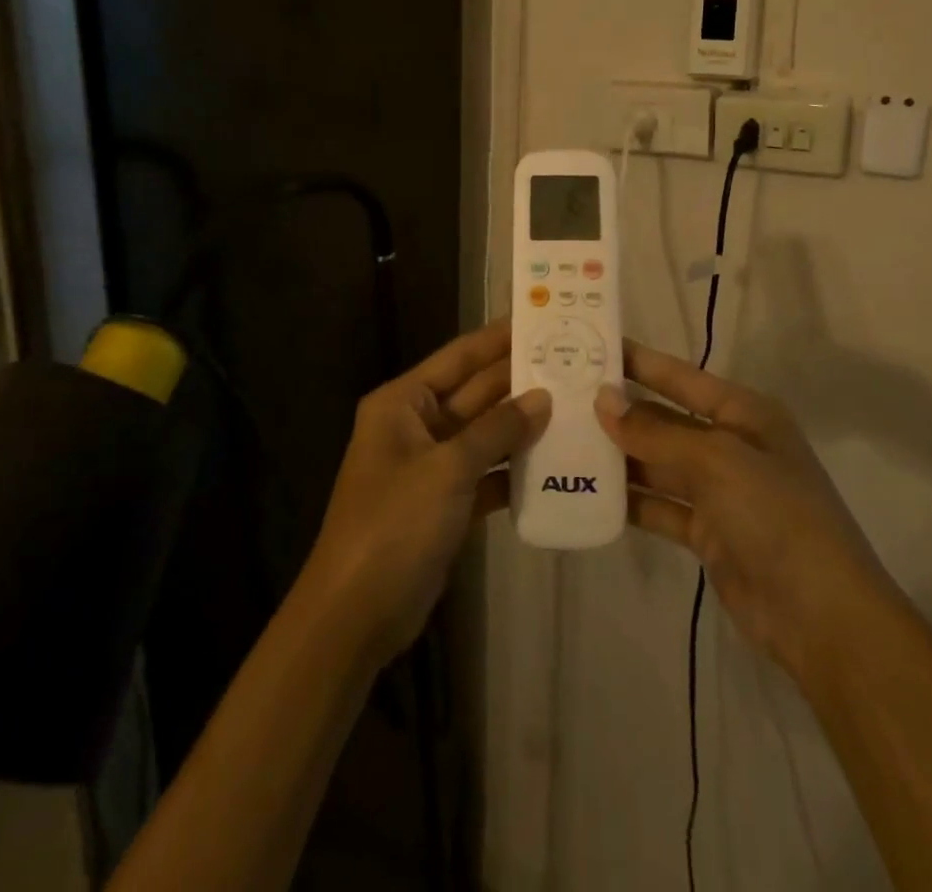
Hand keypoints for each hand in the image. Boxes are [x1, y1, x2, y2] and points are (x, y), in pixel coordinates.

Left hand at [301, 321, 548, 665]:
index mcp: (402, 402)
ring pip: (484, 435)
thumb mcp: (446, 469)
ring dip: (522, 426)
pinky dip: (513, 471)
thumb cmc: (394, 524)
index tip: (538, 318)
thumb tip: (542, 398)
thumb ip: (496, 430)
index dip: (497, 338)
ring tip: (576, 407)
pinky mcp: (445, 503)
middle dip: (518, 381)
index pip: (458, 358)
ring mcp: (431, 466)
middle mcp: (416, 426)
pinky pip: (485, 475)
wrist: (356, 613)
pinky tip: (555, 464)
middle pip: (475, 394)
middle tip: (572, 362)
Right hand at [596, 341, 889, 688]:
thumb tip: (603, 400)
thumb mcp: (716, 460)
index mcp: (744, 413)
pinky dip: (630, 500)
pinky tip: (588, 493)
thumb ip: (655, 431)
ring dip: (619, 456)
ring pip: (658, 463)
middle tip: (562, 397)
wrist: (821, 616)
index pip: (680, 376)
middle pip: (665, 418)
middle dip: (619, 411)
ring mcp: (719, 491)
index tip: (591, 345)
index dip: (638, 361)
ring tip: (564, 441)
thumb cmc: (775, 515)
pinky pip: (660, 505)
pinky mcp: (707, 532)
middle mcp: (731, 444)